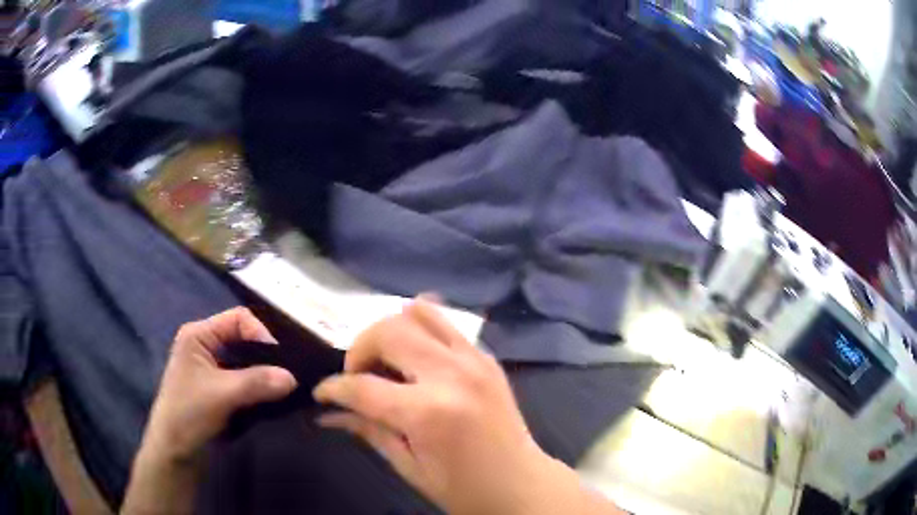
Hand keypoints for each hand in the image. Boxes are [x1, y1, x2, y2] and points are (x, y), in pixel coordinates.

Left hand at [125, 308, 296, 514]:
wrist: (175, 451)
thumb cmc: (189, 414)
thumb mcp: (221, 395)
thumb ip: (256, 382)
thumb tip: (293, 378)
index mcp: (199, 334)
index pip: (238, 319)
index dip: (261, 333)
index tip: (281, 361)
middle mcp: (206, 346)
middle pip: (244, 339)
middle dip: (266, 356)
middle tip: (288, 375)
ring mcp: (213, 369)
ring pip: (247, 362)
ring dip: (265, 374)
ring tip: (285, 389)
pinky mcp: (220, 389)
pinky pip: (246, 380)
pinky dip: (260, 387)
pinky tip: (273, 399)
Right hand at [314, 298, 620, 514]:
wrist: (523, 485)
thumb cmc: (464, 490)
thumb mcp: (409, 467)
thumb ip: (368, 431)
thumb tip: (328, 414)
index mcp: (428, 412)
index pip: (362, 386)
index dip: (332, 388)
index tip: (321, 394)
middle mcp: (452, 374)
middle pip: (387, 331)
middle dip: (358, 350)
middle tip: (356, 378)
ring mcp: (474, 359)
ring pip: (417, 313)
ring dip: (389, 332)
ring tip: (385, 362)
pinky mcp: (486, 356)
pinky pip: (446, 323)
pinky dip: (419, 328)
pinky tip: (412, 352)